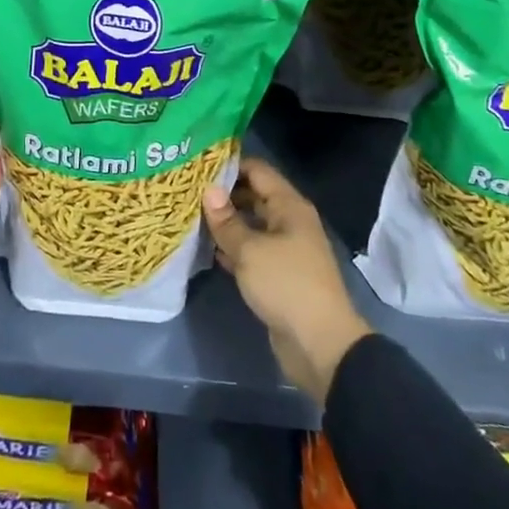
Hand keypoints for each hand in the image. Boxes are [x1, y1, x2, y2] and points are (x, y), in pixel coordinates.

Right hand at [203, 158, 372, 404]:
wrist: (320, 344)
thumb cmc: (286, 285)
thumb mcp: (250, 250)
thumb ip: (226, 221)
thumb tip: (208, 190)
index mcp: (289, 206)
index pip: (257, 171)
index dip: (230, 165)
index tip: (198, 164)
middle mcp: (289, 221)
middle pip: (254, 196)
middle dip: (224, 195)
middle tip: (188, 192)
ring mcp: (285, 249)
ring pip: (251, 225)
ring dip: (226, 223)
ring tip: (191, 216)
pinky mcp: (278, 275)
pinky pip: (252, 251)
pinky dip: (232, 248)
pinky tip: (207, 249)